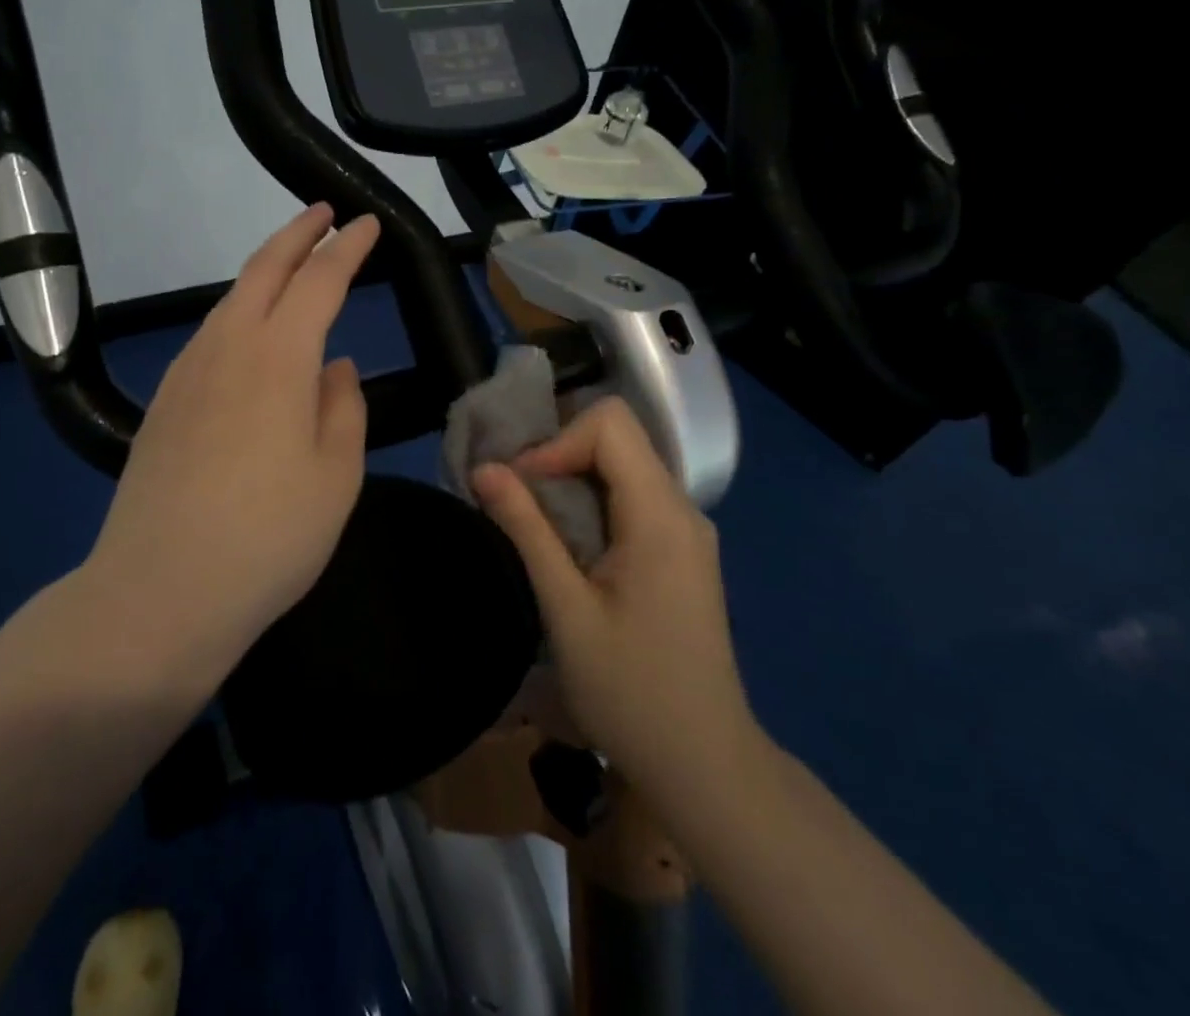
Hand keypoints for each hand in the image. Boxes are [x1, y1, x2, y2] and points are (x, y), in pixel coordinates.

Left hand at [77, 203, 380, 691]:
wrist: (159, 593)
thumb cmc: (269, 538)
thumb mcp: (335, 477)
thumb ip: (342, 409)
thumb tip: (335, 367)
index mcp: (278, 359)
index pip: (320, 281)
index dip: (347, 247)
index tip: (368, 225)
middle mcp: (226, 348)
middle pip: (262, 270)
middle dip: (296, 234)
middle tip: (322, 213)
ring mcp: (187, 374)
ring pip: (229, 300)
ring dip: (263, 271)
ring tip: (290, 266)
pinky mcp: (164, 403)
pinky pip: (209, 335)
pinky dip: (237, 312)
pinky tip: (248, 335)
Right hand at [471, 398, 763, 803]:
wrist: (705, 765)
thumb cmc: (631, 693)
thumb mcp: (566, 611)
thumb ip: (527, 530)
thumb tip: (485, 468)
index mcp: (661, 515)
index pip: (610, 424)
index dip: (556, 442)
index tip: (520, 488)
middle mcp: (682, 508)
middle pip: (617, 437)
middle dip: (558, 453)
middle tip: (515, 497)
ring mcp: (686, 529)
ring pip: (622, 465)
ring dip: (570, 478)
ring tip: (531, 519)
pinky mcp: (681, 550)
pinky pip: (631, 496)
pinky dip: (590, 501)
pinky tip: (566, 543)